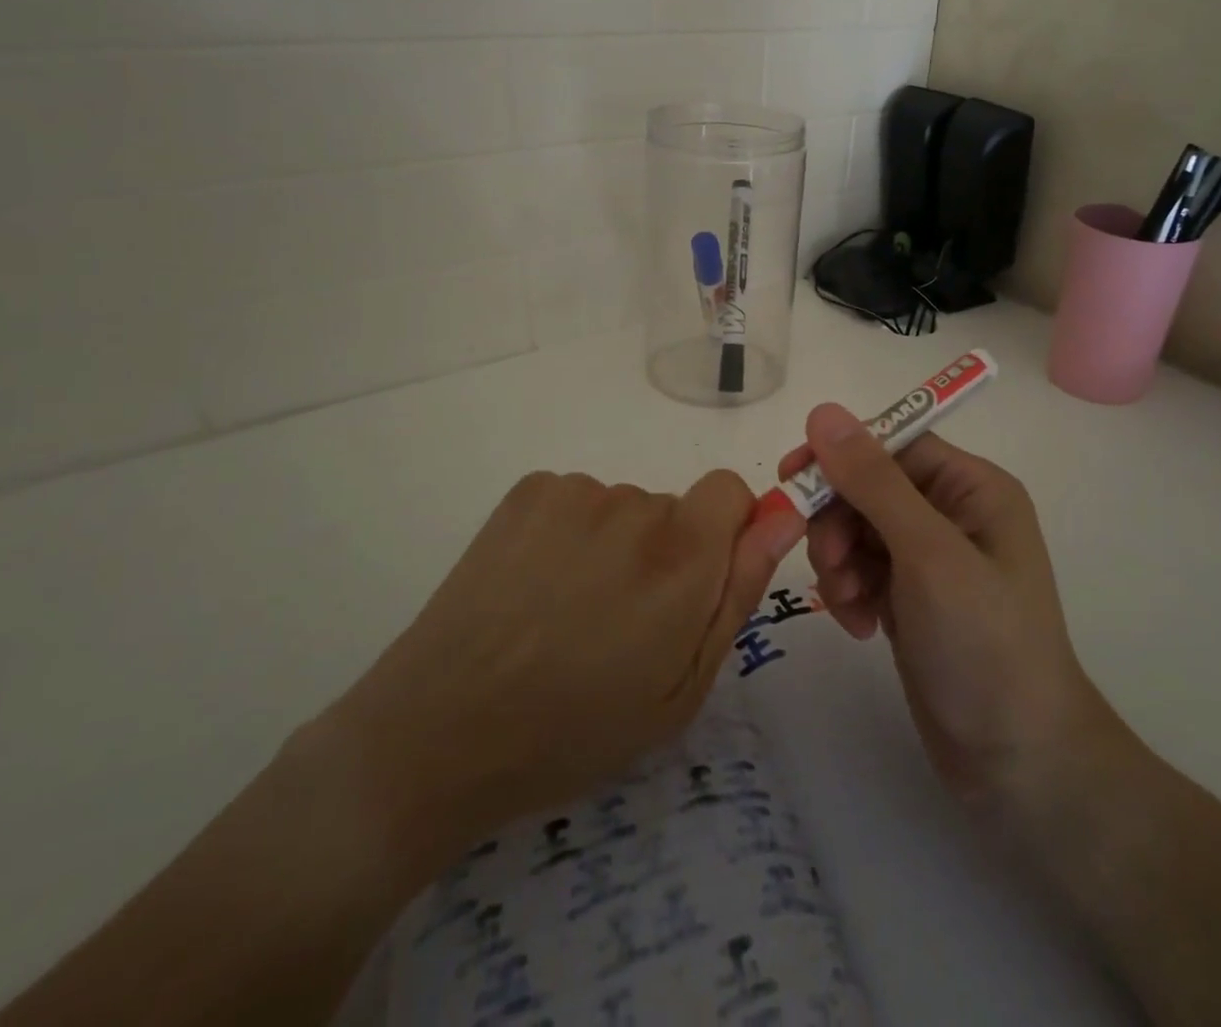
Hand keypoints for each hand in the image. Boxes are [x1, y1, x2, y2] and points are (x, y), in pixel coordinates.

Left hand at [320, 469, 803, 876]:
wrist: (441, 730)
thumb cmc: (576, 727)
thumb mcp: (682, 687)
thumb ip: (738, 593)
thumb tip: (780, 519)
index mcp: (682, 555)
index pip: (731, 490)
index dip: (724, 532)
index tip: (695, 583)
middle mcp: (635, 505)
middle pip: (673, 508)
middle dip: (664, 554)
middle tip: (618, 623)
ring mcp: (575, 492)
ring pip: (622, 509)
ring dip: (613, 547)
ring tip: (566, 614)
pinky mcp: (528, 491)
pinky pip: (576, 501)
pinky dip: (569, 534)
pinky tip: (534, 588)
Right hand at [780, 406, 1111, 814]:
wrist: (1018, 763)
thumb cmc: (984, 644)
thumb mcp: (927, 554)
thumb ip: (874, 481)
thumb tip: (822, 411)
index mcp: (971, 488)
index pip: (892, 444)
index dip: (840, 456)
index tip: (792, 479)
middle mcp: (952, 513)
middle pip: (867, 487)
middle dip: (838, 522)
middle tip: (829, 564)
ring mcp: (930, 558)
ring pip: (856, 529)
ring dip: (839, 561)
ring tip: (849, 605)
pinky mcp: (910, 597)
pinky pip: (861, 569)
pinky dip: (849, 590)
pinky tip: (859, 625)